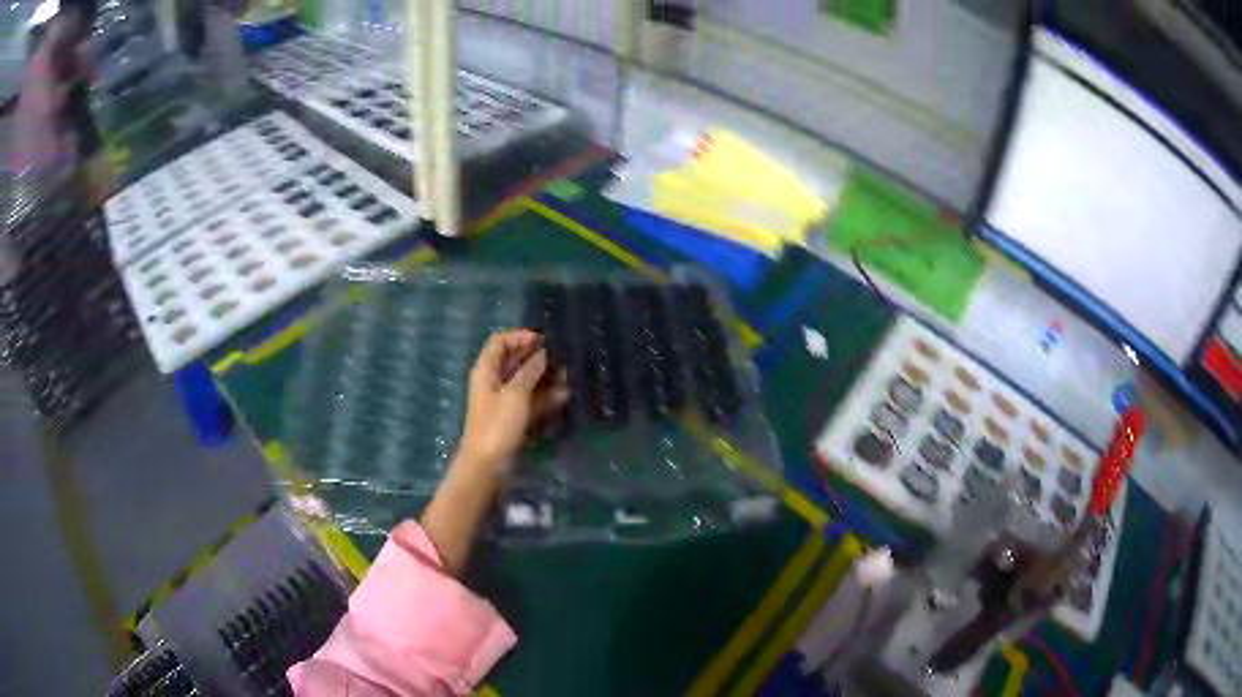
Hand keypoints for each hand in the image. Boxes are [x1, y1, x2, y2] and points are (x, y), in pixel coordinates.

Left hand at [457, 330, 569, 478]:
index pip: (500, 342)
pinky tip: (563, 397)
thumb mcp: (516, 394)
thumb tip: (543, 353)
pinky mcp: (512, 417)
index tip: (545, 341)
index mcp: (486, 370)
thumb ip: (530, 370)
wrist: (487, 465)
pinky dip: (544, 397)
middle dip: (538, 358)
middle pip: (514, 361)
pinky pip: (530, 400)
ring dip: (545, 378)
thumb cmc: (498, 425)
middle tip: (561, 361)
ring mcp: (503, 401)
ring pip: (525, 381)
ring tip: (567, 379)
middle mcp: (493, 381)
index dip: (521, 337)